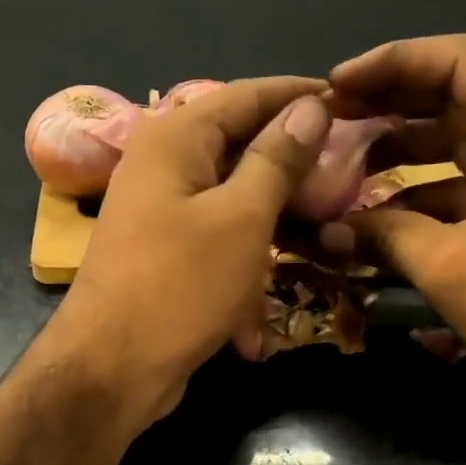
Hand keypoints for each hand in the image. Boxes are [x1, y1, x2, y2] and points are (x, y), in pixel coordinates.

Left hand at [45, 77, 331, 426]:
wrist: (111, 369)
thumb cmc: (180, 286)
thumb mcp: (243, 218)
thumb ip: (277, 159)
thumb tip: (311, 106)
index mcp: (175, 139)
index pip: (248, 95)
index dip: (302, 95)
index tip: (354, 104)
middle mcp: (162, 166)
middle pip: (241, 148)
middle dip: (294, 169)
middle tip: (349, 179)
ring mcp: (161, 214)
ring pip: (234, 203)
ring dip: (275, 227)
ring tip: (323, 241)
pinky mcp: (165, 257)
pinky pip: (217, 246)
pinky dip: (243, 273)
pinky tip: (258, 323)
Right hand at [321, 35, 465, 412]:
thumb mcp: (450, 266)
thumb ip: (383, 234)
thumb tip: (326, 230)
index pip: (460, 61)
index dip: (390, 65)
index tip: (333, 87)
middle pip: (459, 95)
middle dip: (390, 106)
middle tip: (328, 121)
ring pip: (461, 140)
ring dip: (403, 151)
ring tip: (341, 163)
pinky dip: (424, 193)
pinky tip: (375, 211)